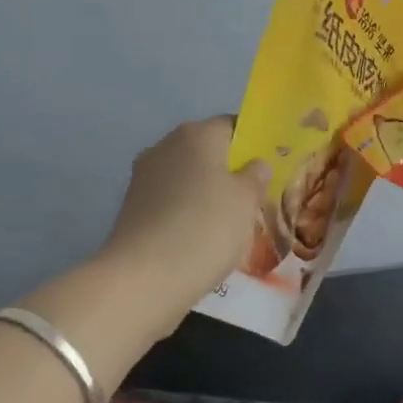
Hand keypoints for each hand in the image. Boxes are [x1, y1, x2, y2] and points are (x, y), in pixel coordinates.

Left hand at [98, 116, 268, 329]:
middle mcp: (166, 146)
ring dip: (208, 192)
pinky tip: (203, 236)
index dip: (253, 144)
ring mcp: (145, 176)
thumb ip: (256, 176)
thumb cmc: (207, 227)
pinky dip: (188, 212)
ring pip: (188, 176)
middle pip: (207, 150)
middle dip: (230, 169)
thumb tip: (255, 164)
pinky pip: (172, 200)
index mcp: (197, 134)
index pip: (233, 125)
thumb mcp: (247, 200)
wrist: (146, 276)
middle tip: (255, 197)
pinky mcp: (133, 207)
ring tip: (231, 221)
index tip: (269, 168)